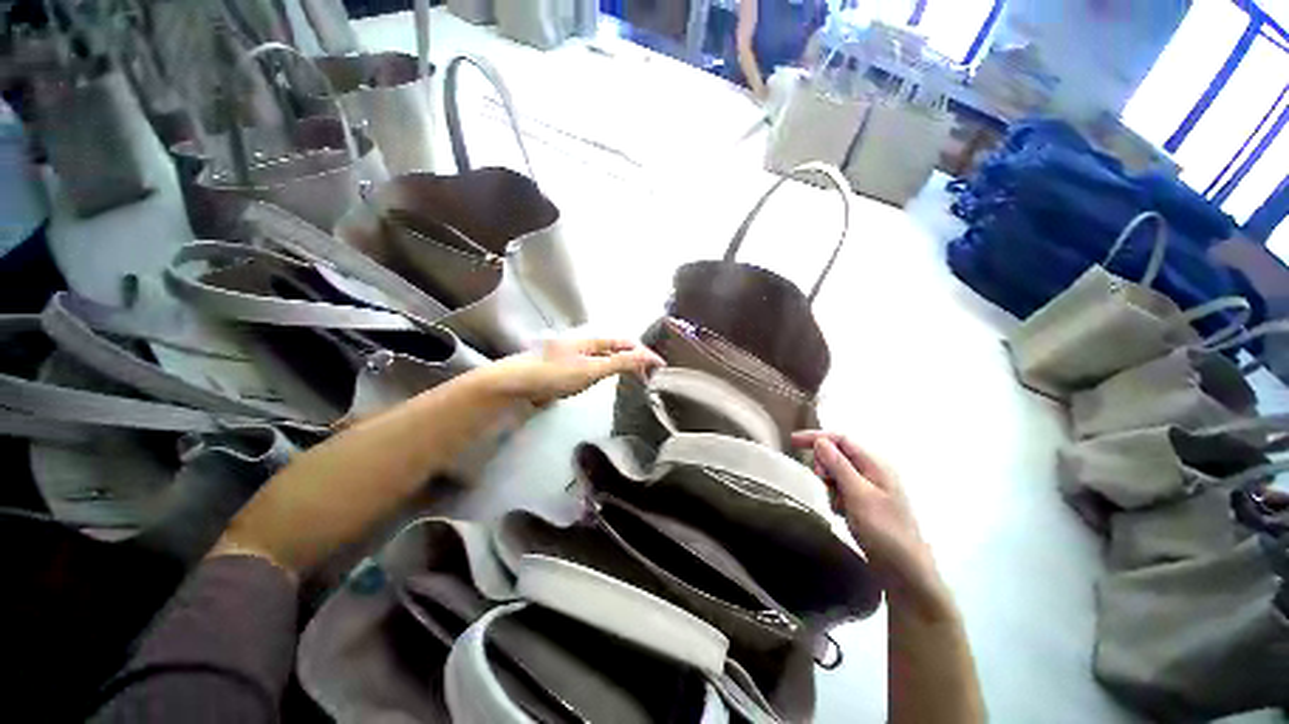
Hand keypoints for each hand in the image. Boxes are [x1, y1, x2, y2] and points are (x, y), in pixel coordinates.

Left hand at [486, 338, 663, 405]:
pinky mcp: (567, 370)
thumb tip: (647, 356)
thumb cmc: (555, 373)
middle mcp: (585, 345)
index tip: (660, 366)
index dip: (643, 353)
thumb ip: (619, 362)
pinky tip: (608, 383)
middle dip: (635, 359)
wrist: (517, 384)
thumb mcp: (591, 369)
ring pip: (605, 359)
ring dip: (622, 366)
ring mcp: (575, 357)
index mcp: (593, 341)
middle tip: (650, 376)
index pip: (626, 343)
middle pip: (616, 349)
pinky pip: (594, 369)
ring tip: (636, 378)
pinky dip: (608, 374)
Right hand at [792, 431, 951, 617]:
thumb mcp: (858, 495)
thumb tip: (820, 441)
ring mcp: (869, 488)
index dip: (817, 437)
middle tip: (821, 481)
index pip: (841, 439)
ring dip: (829, 485)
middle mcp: (872, 472)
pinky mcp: (864, 504)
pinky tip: (841, 513)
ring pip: (836, 473)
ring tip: (836, 504)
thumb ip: (839, 465)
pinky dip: (835, 497)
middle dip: (824, 465)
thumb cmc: (884, 530)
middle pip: (837, 455)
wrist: (905, 572)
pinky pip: (840, 490)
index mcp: (876, 464)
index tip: (793, 441)